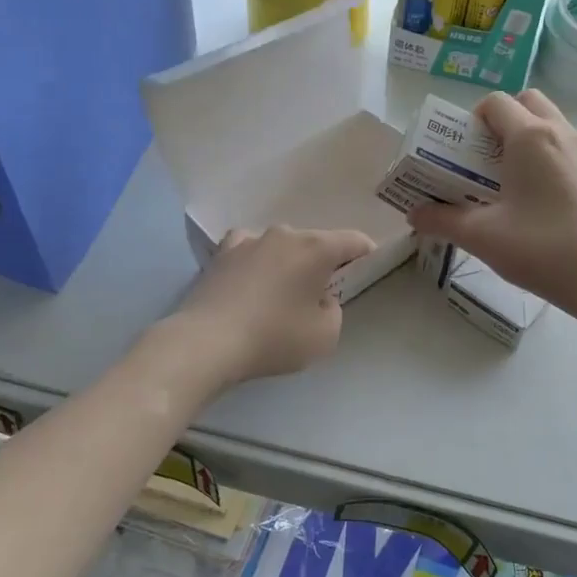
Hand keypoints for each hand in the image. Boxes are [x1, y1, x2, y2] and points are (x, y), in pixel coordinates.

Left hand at [168, 225, 376, 388]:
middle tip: (323, 291)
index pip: (353, 240)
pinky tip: (253, 277)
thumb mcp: (325, 335)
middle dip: (324, 262)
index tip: (369, 266)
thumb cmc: (274, 337)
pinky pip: (249, 249)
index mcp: (316, 248)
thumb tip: (319, 297)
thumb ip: (333, 310)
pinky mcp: (222, 254)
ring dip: (289, 261)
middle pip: (316, 242)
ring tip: (285, 287)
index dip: (366, 252)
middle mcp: (284, 235)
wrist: (208, 341)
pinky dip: (257, 260)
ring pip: (282, 245)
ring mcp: (249, 241)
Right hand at [406, 90, 576, 319]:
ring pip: (550, 125)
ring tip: (505, 182)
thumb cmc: (542, 249)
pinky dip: (545, 159)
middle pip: (527, 103)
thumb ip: (442, 220)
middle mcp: (561, 133)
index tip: (460, 152)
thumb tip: (414, 215)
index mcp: (530, 137)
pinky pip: (565, 149)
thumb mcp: (482, 237)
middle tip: (482, 159)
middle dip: (501, 121)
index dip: (471, 120)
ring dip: (524, 139)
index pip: (495, 102)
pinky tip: (535, 202)